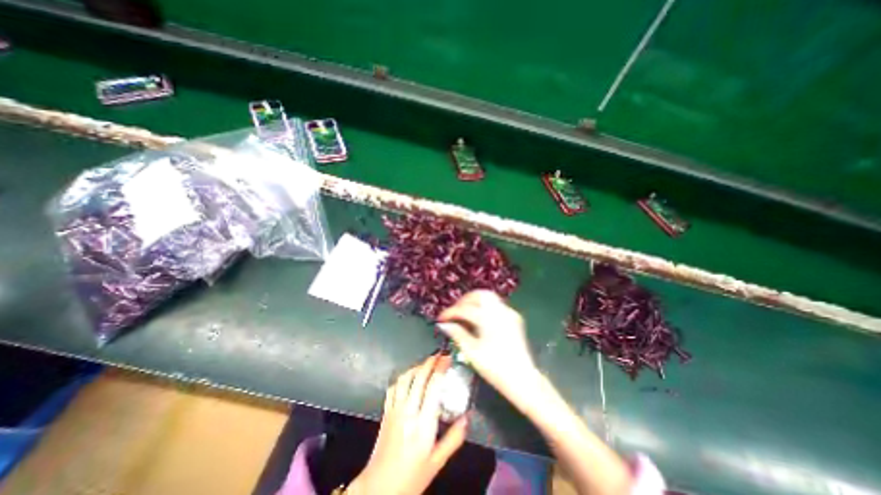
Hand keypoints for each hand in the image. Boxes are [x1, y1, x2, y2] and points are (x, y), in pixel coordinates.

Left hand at [350, 355, 470, 492]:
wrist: (380, 488)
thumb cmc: (412, 477)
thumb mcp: (437, 462)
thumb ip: (454, 438)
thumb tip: (467, 417)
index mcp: (423, 423)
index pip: (433, 386)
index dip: (441, 368)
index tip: (448, 358)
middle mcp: (408, 411)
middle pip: (419, 377)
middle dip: (430, 362)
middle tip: (440, 354)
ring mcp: (395, 409)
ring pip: (405, 379)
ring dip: (416, 367)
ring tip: (427, 363)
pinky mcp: (386, 411)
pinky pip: (393, 387)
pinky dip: (403, 377)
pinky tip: (409, 376)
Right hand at [436, 289, 539, 406]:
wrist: (523, 380)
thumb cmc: (495, 368)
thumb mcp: (472, 352)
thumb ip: (457, 334)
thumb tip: (444, 325)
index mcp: (488, 318)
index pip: (465, 309)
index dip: (450, 313)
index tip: (441, 319)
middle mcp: (500, 310)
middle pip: (479, 295)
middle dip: (464, 301)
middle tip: (454, 312)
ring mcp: (509, 313)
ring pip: (489, 297)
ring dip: (474, 301)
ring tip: (464, 313)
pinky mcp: (514, 318)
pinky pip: (497, 305)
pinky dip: (485, 307)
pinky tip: (479, 318)